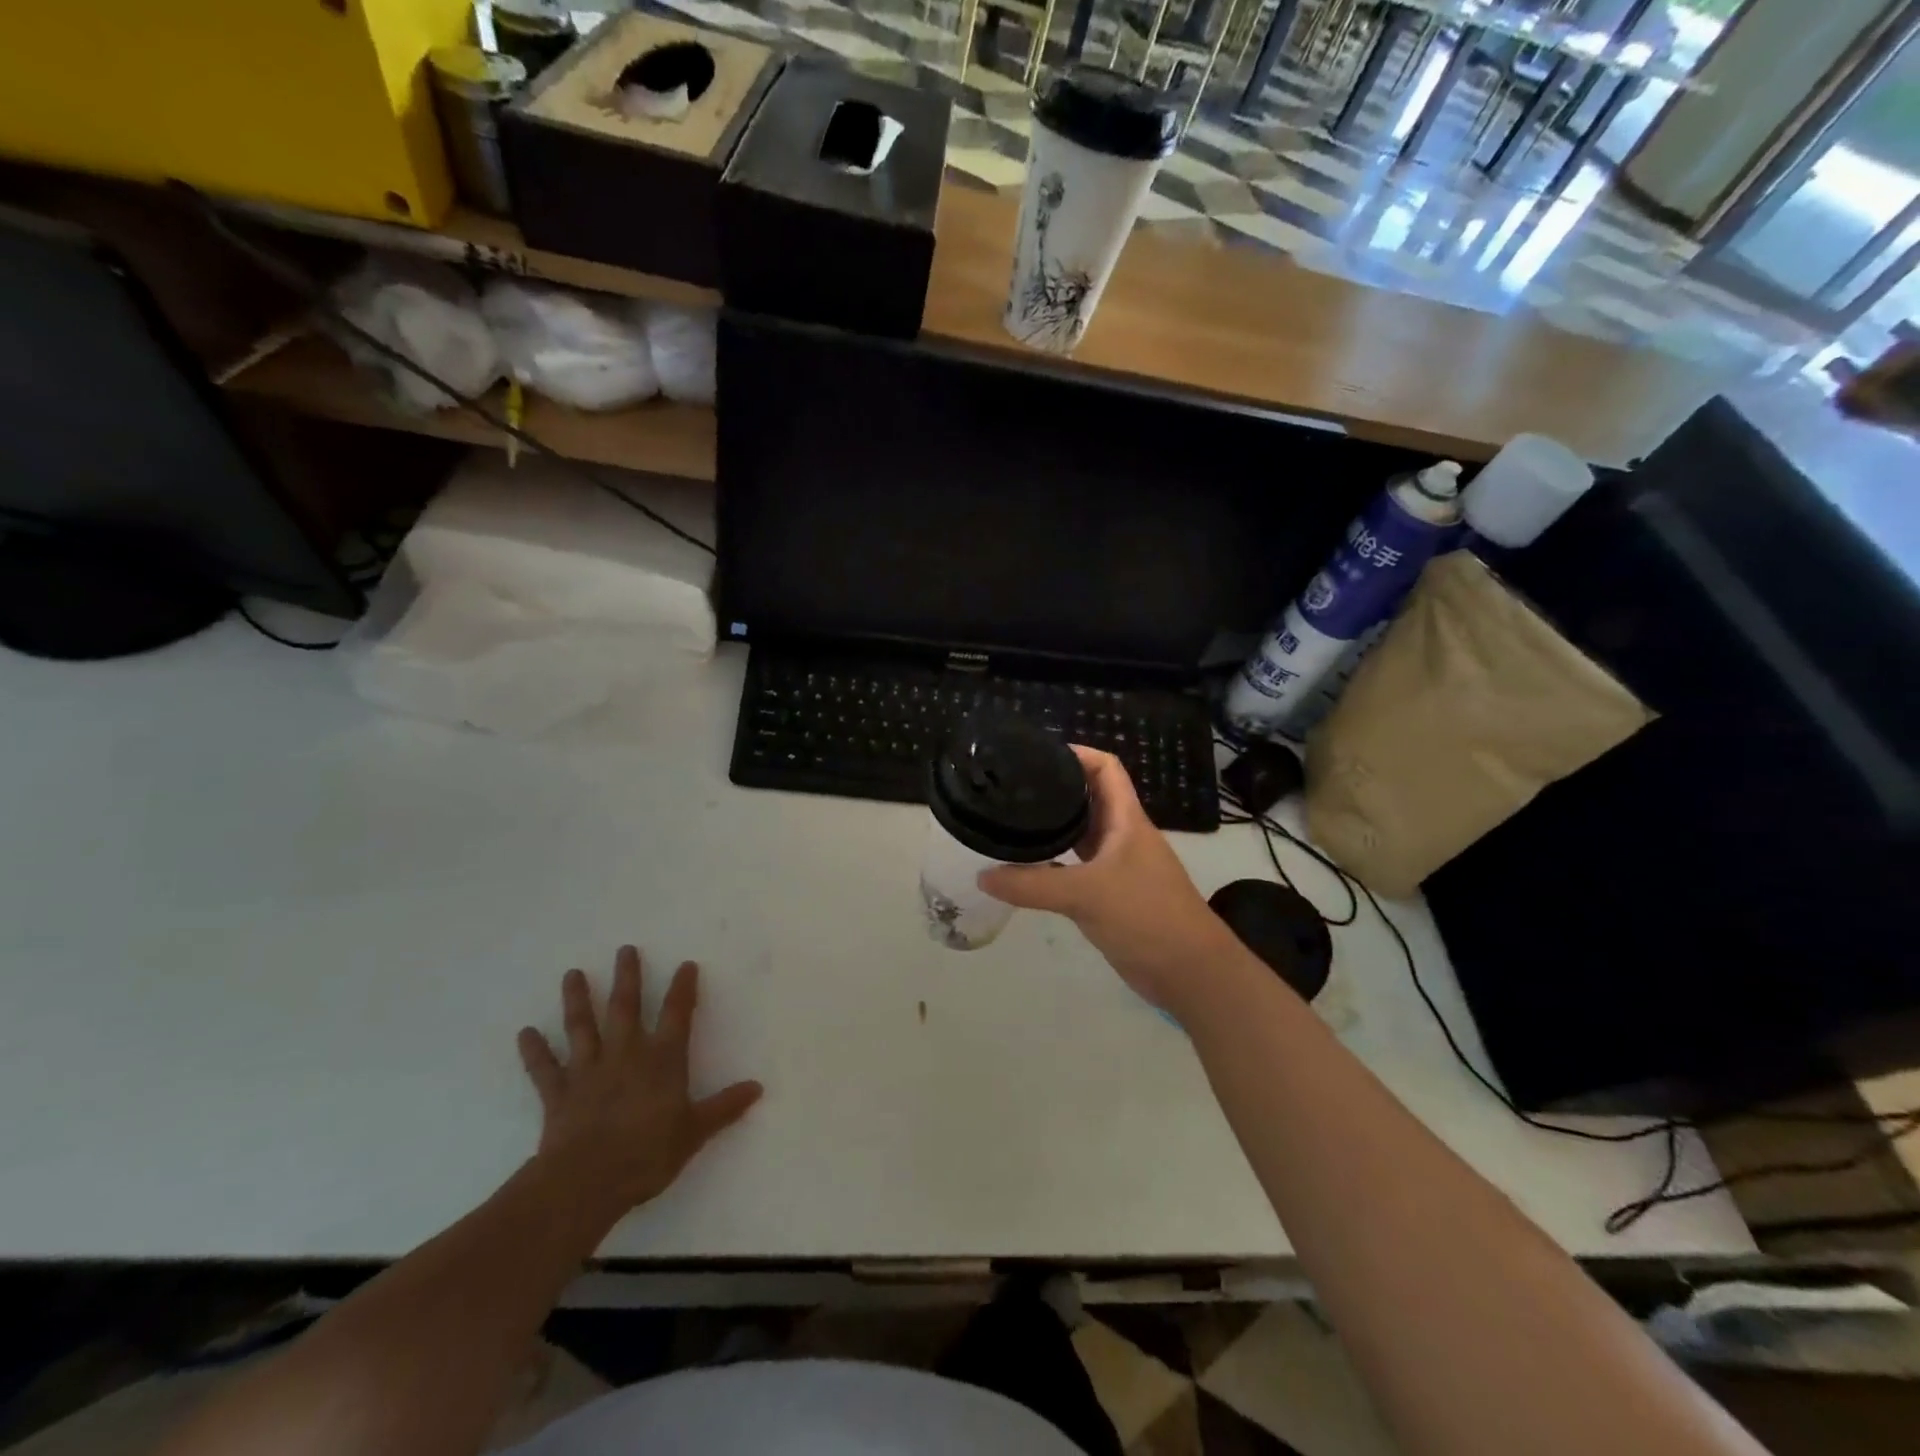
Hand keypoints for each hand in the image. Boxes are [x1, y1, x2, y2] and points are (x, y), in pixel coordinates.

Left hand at [517, 948, 761, 1222]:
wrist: (587, 1182)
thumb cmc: (648, 1153)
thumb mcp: (695, 1132)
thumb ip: (724, 1107)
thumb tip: (757, 1088)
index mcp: (662, 1059)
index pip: (677, 1014)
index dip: (683, 988)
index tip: (686, 965)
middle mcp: (626, 1054)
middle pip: (626, 1007)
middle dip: (627, 977)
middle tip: (625, 950)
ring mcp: (589, 1071)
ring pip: (582, 1027)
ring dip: (577, 1000)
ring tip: (572, 974)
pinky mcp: (559, 1094)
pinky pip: (544, 1068)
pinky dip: (534, 1051)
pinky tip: (525, 1033)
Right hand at [978, 747, 1240, 1015]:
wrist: (1189, 972)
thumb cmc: (1147, 916)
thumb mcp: (1086, 894)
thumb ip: (1032, 885)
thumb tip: (983, 875)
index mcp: (1127, 820)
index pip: (1106, 768)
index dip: (1077, 753)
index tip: (1038, 754)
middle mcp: (1122, 836)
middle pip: (1090, 798)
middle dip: (1056, 788)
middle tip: (1012, 786)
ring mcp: (1117, 866)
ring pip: (1082, 834)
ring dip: (1053, 827)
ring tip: (1012, 819)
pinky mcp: (1110, 895)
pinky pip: (1076, 868)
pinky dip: (1053, 864)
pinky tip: (1026, 867)